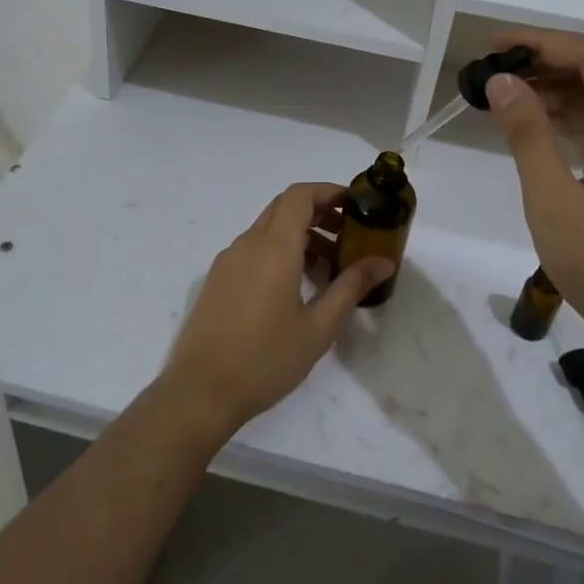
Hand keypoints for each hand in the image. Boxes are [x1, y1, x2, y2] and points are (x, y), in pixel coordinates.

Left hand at [159, 183, 394, 441]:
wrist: (200, 391)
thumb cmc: (266, 359)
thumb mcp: (318, 327)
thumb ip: (350, 288)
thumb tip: (382, 262)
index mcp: (274, 247)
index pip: (300, 196)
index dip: (329, 192)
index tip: (356, 205)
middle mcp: (248, 244)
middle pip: (284, 207)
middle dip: (318, 212)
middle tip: (348, 235)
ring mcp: (228, 261)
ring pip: (268, 229)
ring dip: (299, 235)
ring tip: (328, 268)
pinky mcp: (217, 280)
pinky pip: (253, 249)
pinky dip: (279, 251)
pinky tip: (295, 287)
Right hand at [485, 28, 583, 370]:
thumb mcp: (555, 201)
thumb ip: (528, 135)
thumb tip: (503, 81)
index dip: (543, 43)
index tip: (495, 44)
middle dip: (546, 63)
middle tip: (491, 69)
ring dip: (555, 92)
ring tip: (502, 92)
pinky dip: (568, 121)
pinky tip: (532, 124)